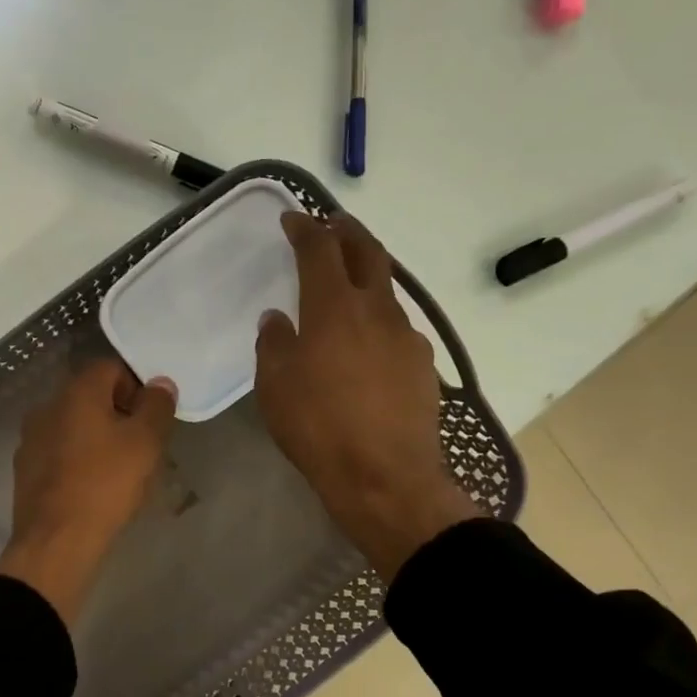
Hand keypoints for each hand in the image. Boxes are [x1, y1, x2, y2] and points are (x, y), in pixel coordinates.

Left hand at [0, 358, 177, 624]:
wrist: (56, 541)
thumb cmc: (105, 484)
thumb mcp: (145, 442)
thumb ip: (157, 406)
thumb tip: (160, 384)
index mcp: (76, 392)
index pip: (112, 368)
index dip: (138, 387)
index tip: (152, 419)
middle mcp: (48, 406)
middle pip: (91, 396)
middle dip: (119, 413)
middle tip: (141, 446)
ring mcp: (31, 438)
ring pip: (74, 425)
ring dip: (98, 438)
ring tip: (119, 470)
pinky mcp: (25, 468)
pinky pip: (60, 451)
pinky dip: (78, 459)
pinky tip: (93, 487)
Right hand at [256, 212, 480, 581]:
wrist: (386, 477)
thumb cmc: (318, 428)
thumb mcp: (275, 387)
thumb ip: (273, 344)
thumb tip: (277, 319)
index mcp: (334, 308)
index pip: (320, 250)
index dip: (305, 229)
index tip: (293, 219)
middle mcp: (376, 310)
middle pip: (367, 252)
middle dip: (347, 232)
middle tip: (332, 225)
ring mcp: (406, 335)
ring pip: (387, 289)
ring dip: (367, 275)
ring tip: (348, 285)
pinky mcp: (422, 364)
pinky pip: (397, 326)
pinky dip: (378, 317)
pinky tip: (367, 341)